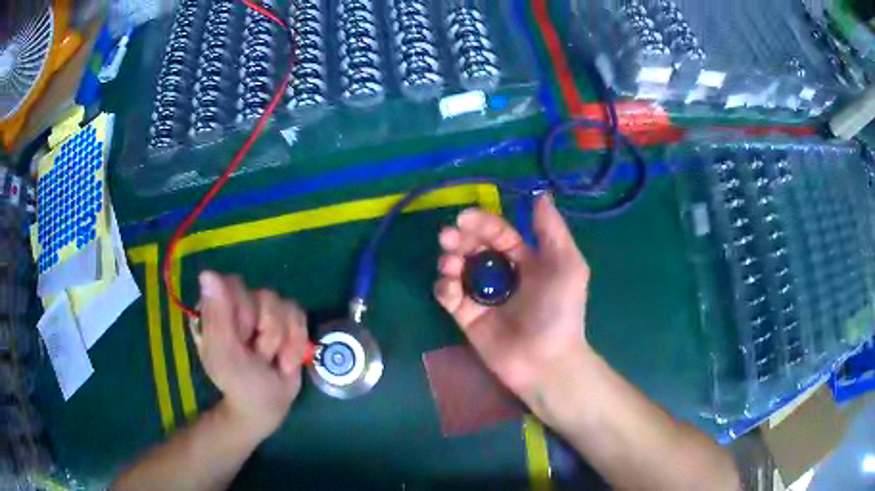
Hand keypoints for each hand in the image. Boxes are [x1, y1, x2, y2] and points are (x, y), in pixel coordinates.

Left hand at [195, 271, 308, 442]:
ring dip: (282, 342)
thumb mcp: (224, 354)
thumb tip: (207, 272)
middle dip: (267, 333)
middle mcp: (238, 304)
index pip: (234, 286)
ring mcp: (262, 312)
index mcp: (215, 308)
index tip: (241, 339)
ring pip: (284, 305)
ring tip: (272, 361)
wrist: (267, 406)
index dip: (243, 313)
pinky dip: (296, 343)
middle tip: (257, 355)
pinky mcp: (285, 321)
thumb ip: (217, 315)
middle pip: (263, 295)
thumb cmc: (239, 383)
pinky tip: (286, 359)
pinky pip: (299, 315)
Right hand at [434, 195, 593, 410]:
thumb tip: (541, 194)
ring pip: (458, 268)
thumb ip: (552, 229)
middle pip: (474, 247)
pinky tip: (451, 290)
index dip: (482, 222)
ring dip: (449, 261)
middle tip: (447, 237)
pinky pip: (449, 296)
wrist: (545, 360)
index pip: (499, 233)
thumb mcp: (567, 264)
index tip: (464, 218)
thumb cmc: (559, 310)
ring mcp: (483, 296)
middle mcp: (503, 274)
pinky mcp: (467, 317)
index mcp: (526, 259)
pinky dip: (445, 288)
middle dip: (459, 239)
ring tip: (450, 265)